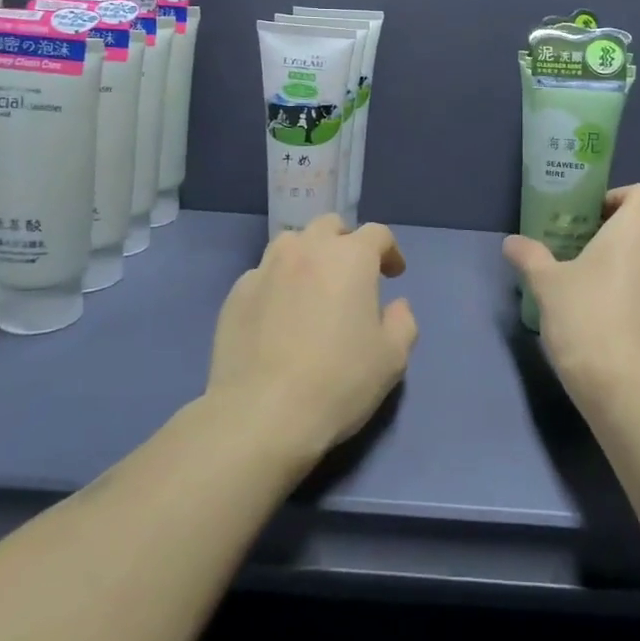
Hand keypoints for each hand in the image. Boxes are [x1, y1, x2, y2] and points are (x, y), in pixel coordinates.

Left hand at [207, 215, 418, 462]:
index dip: (390, 251)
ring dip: (308, 256)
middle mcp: (307, 250)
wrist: (262, 414)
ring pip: (291, 243)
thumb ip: (403, 322)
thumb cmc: (339, 382)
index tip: (393, 274)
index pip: (377, 233)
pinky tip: (279, 315)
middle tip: (351, 275)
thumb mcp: (392, 358)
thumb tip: (395, 305)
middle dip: (346, 243)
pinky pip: (263, 274)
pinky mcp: (236, 293)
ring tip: (311, 288)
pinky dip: (278, 284)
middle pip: (330, 226)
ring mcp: (266, 268)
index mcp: (351, 257)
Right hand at [502, 184, 639, 402]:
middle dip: (622, 243)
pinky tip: (624, 335)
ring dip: (637, 276)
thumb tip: (512, 243)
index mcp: (639, 230)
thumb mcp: (547, 285)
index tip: (594, 220)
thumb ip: (531, 257)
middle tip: (588, 264)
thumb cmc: (585, 319)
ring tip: (604, 303)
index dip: (619, 199)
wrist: (629, 387)